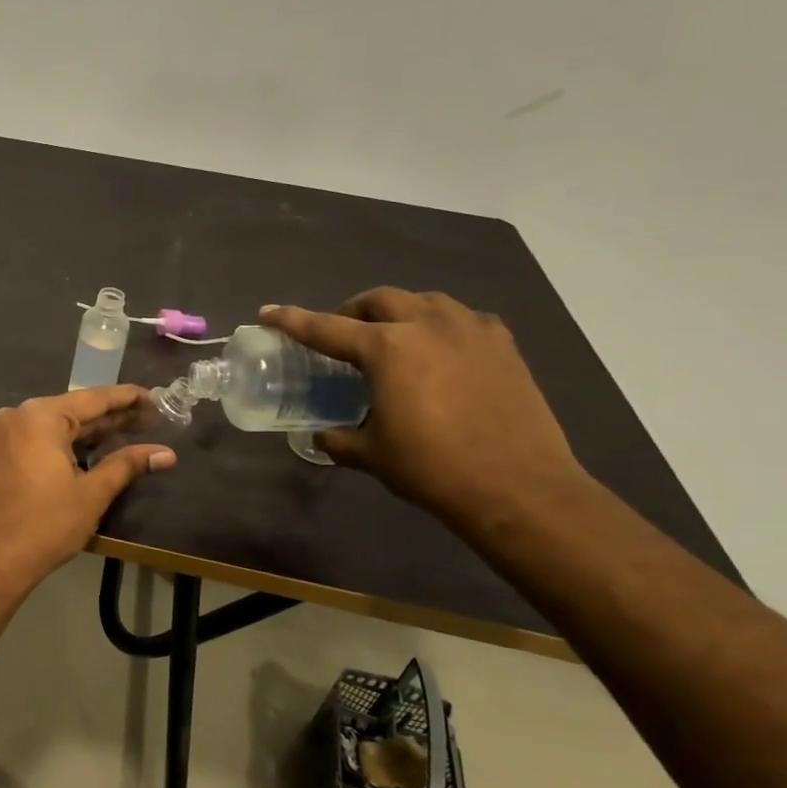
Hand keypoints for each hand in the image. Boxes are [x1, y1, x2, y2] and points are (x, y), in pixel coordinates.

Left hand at [0, 386, 176, 592]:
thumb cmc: (45, 525)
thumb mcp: (92, 493)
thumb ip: (127, 465)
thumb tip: (167, 453)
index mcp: (40, 416)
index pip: (93, 399)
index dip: (128, 398)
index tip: (156, 398)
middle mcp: (18, 415)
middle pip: (73, 410)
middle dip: (112, 417)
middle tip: (151, 418)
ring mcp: (3, 434)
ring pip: (56, 425)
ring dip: (90, 432)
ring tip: (130, 432)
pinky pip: (38, 439)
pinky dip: (66, 443)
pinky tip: (92, 450)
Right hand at [261, 290, 587, 524]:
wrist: (518, 488)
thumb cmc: (433, 468)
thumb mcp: (372, 455)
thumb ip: (339, 439)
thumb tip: (323, 436)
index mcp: (387, 349)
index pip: (326, 328)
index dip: (292, 320)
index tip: (268, 311)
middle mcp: (428, 325)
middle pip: (380, 300)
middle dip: (352, 310)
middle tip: (341, 332)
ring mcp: (471, 330)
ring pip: (424, 301)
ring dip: (399, 311)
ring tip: (392, 336)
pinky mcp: (503, 345)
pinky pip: (463, 319)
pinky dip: (441, 325)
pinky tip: (441, 349)